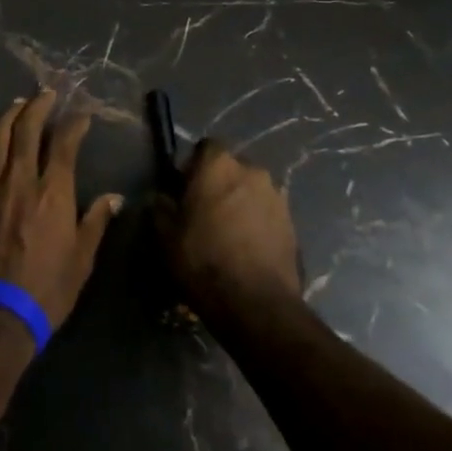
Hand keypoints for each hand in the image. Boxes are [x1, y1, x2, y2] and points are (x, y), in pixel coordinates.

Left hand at [0, 89, 123, 329]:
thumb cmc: (47, 288)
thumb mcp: (82, 259)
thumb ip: (96, 221)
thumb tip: (115, 197)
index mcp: (54, 191)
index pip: (65, 143)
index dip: (74, 124)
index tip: (82, 115)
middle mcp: (21, 180)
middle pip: (27, 129)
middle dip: (38, 106)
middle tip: (46, 93)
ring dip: (9, 117)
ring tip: (18, 104)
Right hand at [155, 139, 300, 321]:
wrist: (255, 303)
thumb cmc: (203, 260)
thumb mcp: (165, 235)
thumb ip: (160, 207)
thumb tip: (160, 197)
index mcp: (219, 165)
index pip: (205, 147)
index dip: (193, 166)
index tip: (184, 190)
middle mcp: (252, 171)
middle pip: (230, 169)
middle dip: (218, 184)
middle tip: (204, 213)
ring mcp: (277, 196)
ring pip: (251, 191)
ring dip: (239, 203)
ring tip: (227, 234)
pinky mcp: (292, 223)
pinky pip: (267, 213)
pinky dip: (256, 223)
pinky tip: (246, 248)